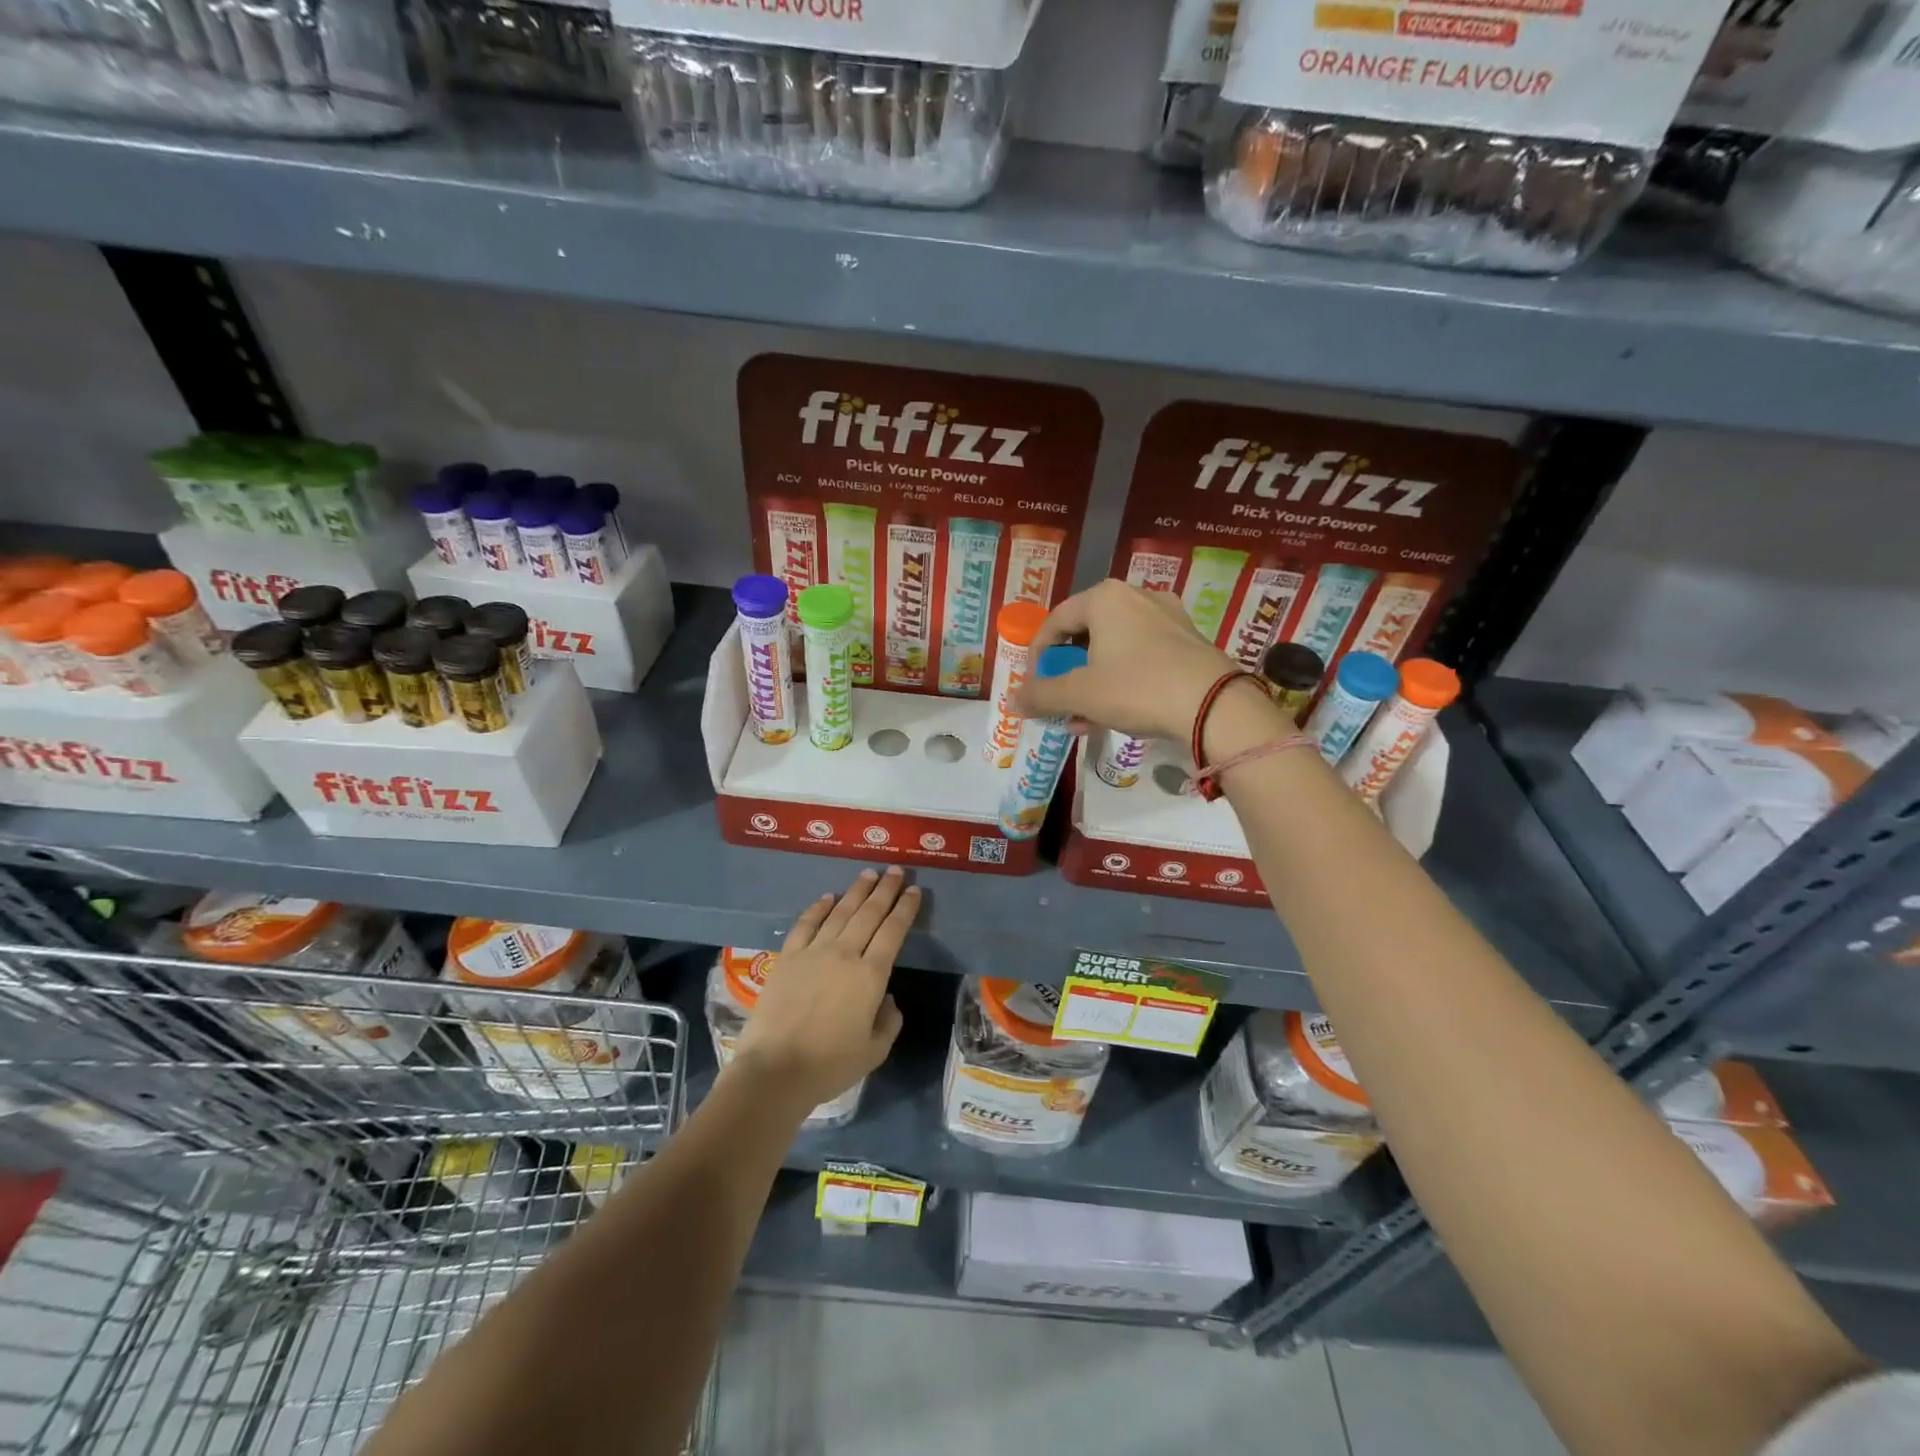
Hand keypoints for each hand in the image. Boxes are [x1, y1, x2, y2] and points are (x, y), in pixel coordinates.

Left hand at [727, 867, 915, 1117]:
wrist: (775, 1071)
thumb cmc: (830, 1065)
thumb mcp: (875, 1051)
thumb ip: (888, 1021)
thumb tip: (885, 998)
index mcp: (871, 975)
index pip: (893, 931)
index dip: (906, 908)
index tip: (915, 891)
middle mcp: (845, 954)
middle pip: (869, 913)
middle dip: (885, 889)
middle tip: (895, 870)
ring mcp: (813, 952)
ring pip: (840, 912)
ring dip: (857, 890)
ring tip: (868, 873)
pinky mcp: (787, 957)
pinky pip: (806, 924)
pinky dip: (818, 907)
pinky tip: (827, 896)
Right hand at [1011, 580, 1248, 743]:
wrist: (1215, 707)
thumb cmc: (1138, 688)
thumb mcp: (1081, 694)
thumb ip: (1042, 695)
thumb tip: (1012, 701)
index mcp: (1105, 598)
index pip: (1055, 621)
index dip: (1038, 657)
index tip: (1035, 687)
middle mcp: (1137, 597)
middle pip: (1086, 634)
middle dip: (1068, 672)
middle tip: (1060, 701)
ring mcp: (1168, 617)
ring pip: (1114, 648)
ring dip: (1093, 681)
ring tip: (1084, 716)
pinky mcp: (1190, 641)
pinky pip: (1141, 656)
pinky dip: (1122, 680)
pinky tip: (1116, 713)